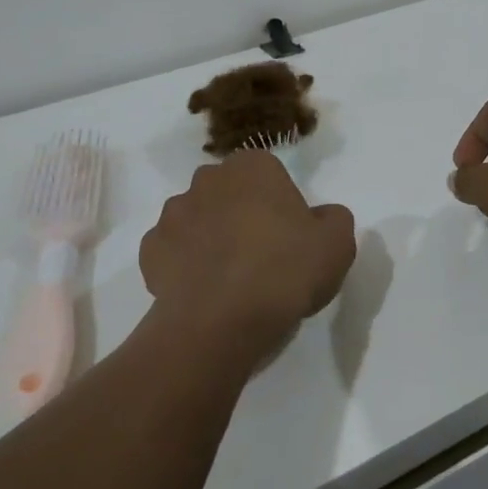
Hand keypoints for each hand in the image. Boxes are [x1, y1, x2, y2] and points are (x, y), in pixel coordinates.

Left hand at [140, 152, 356, 366]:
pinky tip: (203, 290)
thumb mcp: (337, 244)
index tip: (289, 237)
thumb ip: (334, 219)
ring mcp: (173, 213)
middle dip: (240, 214)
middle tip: (261, 256)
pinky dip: (184, 264)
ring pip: (198, 218)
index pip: (268, 173)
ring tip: (229, 279)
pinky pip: (173, 250)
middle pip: (229, 192)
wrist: (220, 321)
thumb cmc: (284, 271)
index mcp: (251, 167)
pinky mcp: (149, 249)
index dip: (279, 204)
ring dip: (210, 237)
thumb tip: (322, 216)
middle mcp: (207, 179)